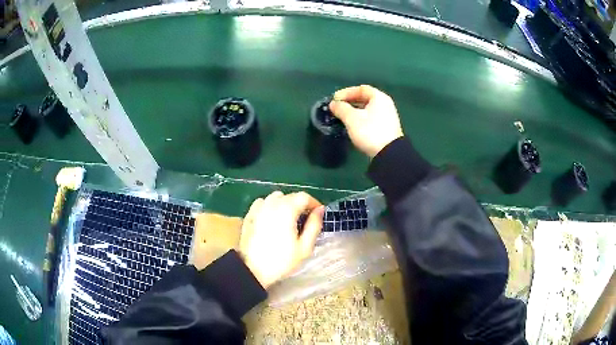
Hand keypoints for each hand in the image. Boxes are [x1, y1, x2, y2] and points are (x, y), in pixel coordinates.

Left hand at [239, 191, 324, 288]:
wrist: (252, 270)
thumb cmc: (281, 261)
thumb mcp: (304, 247)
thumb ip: (314, 225)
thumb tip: (320, 210)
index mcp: (287, 210)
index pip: (304, 196)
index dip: (313, 203)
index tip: (317, 214)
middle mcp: (271, 204)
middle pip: (290, 195)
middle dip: (300, 204)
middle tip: (305, 220)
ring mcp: (258, 208)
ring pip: (275, 197)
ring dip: (285, 203)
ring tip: (288, 219)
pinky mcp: (249, 215)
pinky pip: (262, 203)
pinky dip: (270, 206)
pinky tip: (271, 219)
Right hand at [329, 85, 403, 157]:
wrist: (388, 154)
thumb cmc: (370, 131)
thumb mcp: (352, 118)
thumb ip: (341, 108)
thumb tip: (333, 104)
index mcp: (379, 97)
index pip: (361, 88)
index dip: (347, 92)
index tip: (335, 99)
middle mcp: (385, 104)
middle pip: (365, 98)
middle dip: (350, 101)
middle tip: (337, 107)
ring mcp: (387, 117)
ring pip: (367, 109)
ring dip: (354, 111)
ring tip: (342, 117)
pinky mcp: (386, 128)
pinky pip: (371, 118)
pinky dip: (360, 118)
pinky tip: (353, 125)